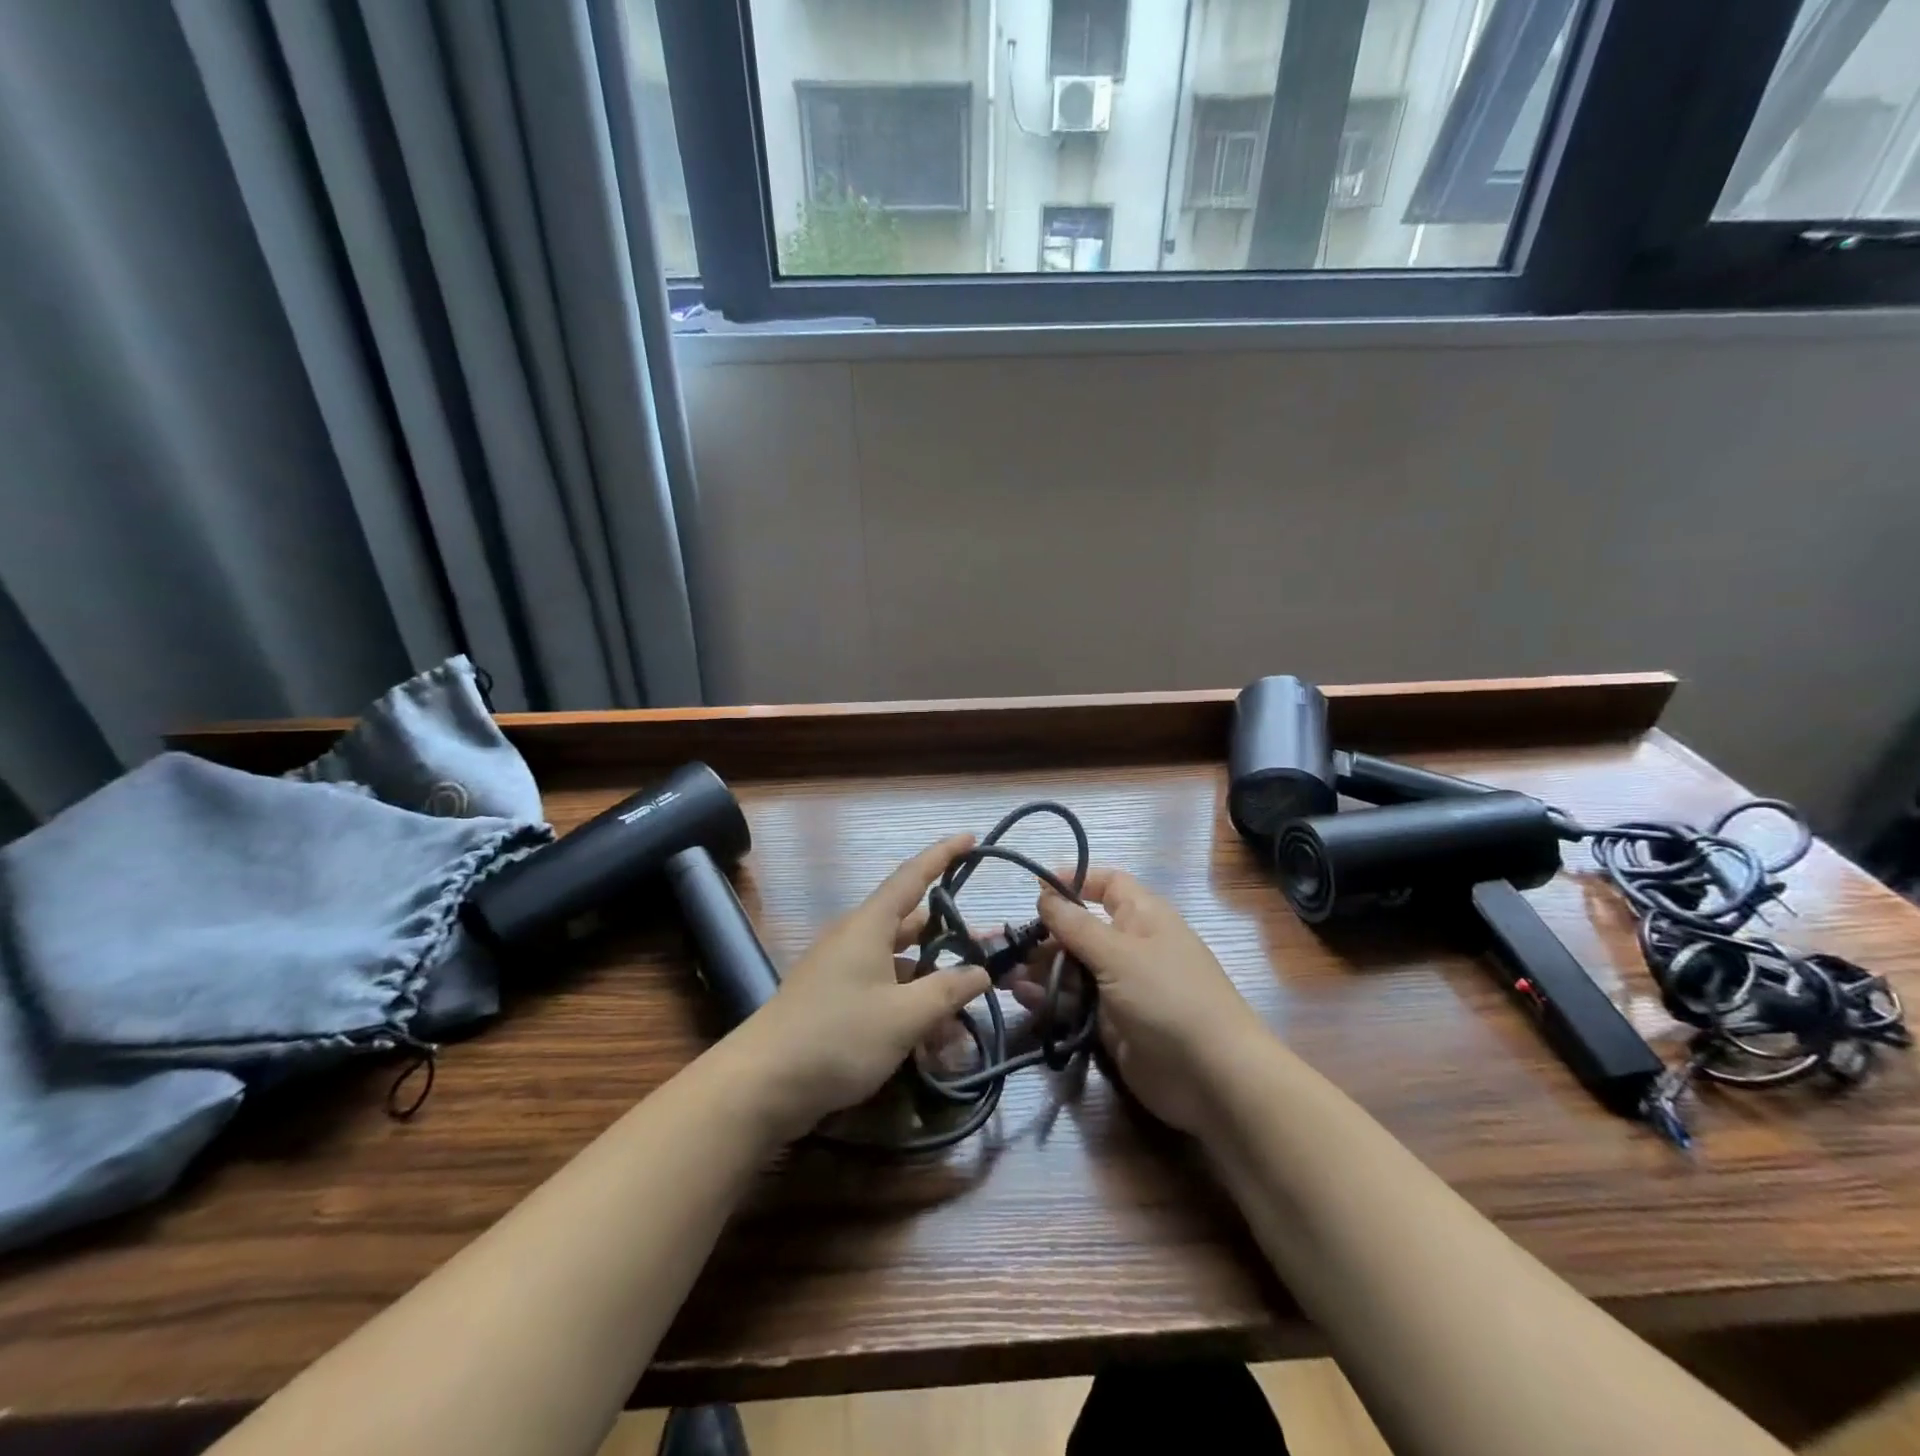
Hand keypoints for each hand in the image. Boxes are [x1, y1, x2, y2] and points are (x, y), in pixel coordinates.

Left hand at [730, 835, 991, 1142]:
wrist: (762, 1085)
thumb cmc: (838, 1037)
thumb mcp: (904, 1017)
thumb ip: (947, 991)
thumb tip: (980, 972)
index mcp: (869, 926)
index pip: (912, 876)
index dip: (942, 855)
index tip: (970, 838)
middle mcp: (855, 939)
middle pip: (910, 925)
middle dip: (948, 936)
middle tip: (986, 950)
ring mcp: (842, 971)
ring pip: (899, 965)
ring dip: (931, 983)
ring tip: (966, 1012)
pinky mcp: (835, 1002)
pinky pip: (883, 991)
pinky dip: (909, 1006)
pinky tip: (932, 1041)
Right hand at [1023, 868, 1266, 1134]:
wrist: (1212, 1077)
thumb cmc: (1168, 996)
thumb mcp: (1119, 952)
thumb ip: (1076, 925)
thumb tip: (1044, 893)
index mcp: (1142, 916)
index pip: (1107, 884)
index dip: (1074, 881)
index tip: (1034, 888)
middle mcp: (1130, 946)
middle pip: (1080, 929)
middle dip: (1043, 933)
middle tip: (1004, 943)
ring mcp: (1121, 987)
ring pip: (1072, 968)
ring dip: (1039, 968)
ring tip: (1001, 974)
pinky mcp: (1111, 1024)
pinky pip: (1074, 1003)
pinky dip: (1049, 998)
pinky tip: (1022, 997)